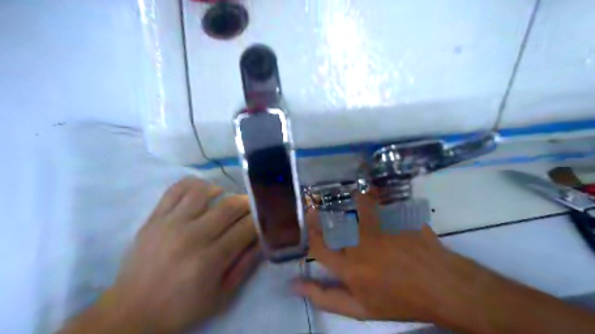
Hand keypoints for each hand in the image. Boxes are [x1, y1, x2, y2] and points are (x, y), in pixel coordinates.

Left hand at [60, 178, 261, 332]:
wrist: (131, 311)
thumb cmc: (181, 307)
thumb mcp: (221, 296)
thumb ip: (245, 265)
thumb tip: (261, 240)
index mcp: (211, 259)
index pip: (246, 227)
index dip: (259, 220)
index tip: (263, 219)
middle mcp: (192, 235)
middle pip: (230, 206)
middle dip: (247, 203)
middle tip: (250, 208)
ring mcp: (170, 223)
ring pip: (204, 191)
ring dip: (221, 191)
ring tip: (224, 199)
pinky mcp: (154, 218)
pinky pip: (176, 189)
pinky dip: (193, 184)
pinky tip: (201, 192)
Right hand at [296, 194, 594, 332]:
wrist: (442, 287)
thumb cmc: (400, 301)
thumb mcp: (360, 309)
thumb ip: (325, 297)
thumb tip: (294, 286)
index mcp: (348, 267)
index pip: (318, 245)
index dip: (310, 231)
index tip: (309, 219)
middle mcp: (360, 243)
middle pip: (335, 222)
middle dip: (327, 214)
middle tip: (325, 210)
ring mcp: (381, 227)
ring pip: (359, 204)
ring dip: (354, 200)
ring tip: (353, 199)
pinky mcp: (398, 216)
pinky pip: (383, 200)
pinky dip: (377, 196)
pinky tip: (377, 197)